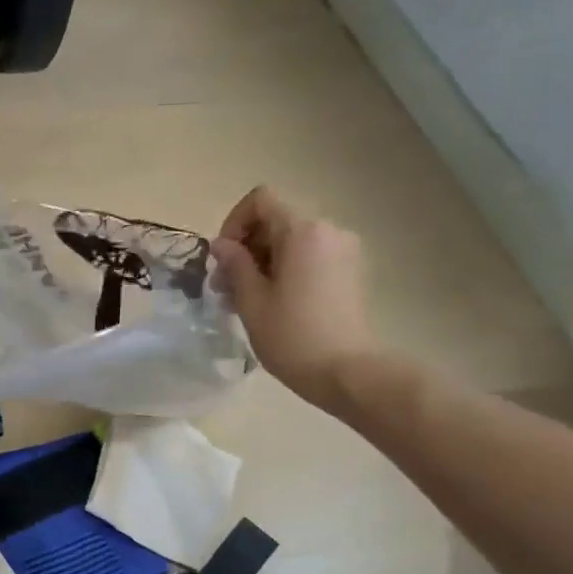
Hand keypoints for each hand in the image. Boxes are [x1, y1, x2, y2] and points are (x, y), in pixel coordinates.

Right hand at [212, 187, 377, 407]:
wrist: (347, 372)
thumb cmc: (292, 335)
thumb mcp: (251, 299)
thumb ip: (234, 264)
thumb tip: (222, 245)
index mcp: (302, 231)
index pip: (260, 201)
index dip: (234, 222)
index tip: (223, 258)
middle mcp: (328, 230)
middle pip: (275, 221)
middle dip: (246, 247)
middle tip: (225, 287)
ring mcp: (344, 250)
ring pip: (291, 241)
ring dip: (263, 262)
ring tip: (244, 299)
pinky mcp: (350, 271)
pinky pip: (309, 256)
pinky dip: (285, 269)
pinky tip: (272, 302)